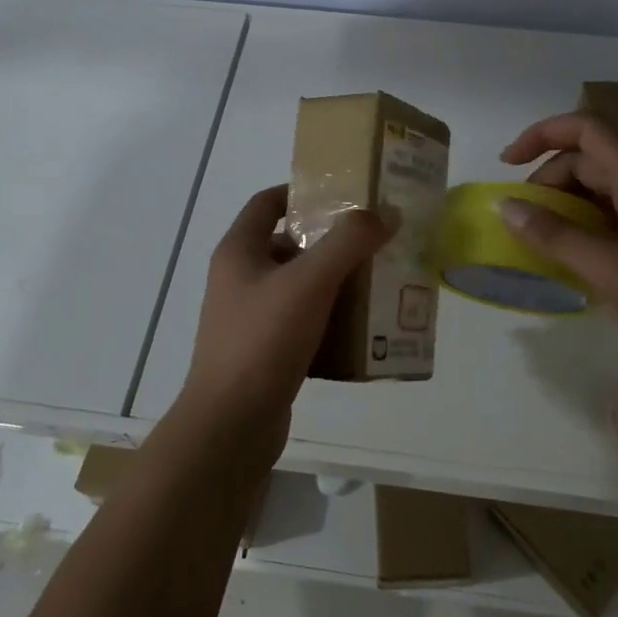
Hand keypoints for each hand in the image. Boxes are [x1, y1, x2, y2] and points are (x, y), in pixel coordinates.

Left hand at [181, 184, 388, 457]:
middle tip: (372, 241)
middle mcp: (239, 279)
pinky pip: (301, 323)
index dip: (301, 192)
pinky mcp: (263, 351)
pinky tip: (361, 328)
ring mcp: (249, 317)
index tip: (342, 194)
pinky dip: (328, 319)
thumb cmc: (264, 340)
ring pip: (298, 286)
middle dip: (330, 241)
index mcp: (239, 251)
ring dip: (333, 282)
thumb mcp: (310, 282)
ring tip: (376, 281)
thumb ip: (349, 243)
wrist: (231, 424)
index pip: (267, 202)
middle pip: (288, 244)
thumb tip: (386, 213)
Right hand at [499, 113, 617, 409]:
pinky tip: (564, 261)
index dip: (544, 133)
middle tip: (520, 220)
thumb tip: (506, 205)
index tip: (508, 163)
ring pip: (596, 193)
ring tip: (536, 242)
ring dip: (560, 207)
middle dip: (546, 180)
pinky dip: (577, 231)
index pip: (589, 130)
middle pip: (588, 161)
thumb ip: (557, 236)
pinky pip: (606, 223)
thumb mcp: (612, 271)